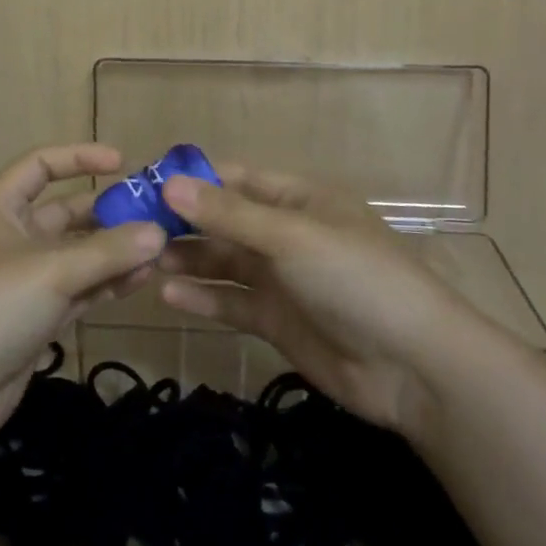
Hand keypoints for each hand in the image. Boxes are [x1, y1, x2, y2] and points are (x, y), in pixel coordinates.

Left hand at [0, 144, 166, 448]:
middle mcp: (10, 236)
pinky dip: (104, 284)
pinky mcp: (33, 318)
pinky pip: (76, 290)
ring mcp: (22, 280)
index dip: (79, 158)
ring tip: (159, 251)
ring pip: (75, 255)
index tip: (123, 163)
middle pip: (64, 213)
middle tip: (155, 215)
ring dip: (113, 252)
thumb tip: (158, 232)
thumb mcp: (51, 270)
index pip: (40, 165)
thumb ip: (108, 251)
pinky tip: (139, 281)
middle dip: (107, 213)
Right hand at [156, 164, 486, 441]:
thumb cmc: (356, 279)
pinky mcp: (277, 321)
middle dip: (183, 223)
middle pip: (224, 220)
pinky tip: (169, 296)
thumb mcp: (290, 237)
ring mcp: (282, 279)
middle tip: (132, 228)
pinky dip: (203, 297)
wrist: (414, 367)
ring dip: (188, 259)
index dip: (193, 179)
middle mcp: (286, 234)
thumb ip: (228, 214)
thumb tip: (168, 183)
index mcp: (298, 199)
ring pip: (224, 261)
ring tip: (144, 261)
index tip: (145, 184)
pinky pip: (232, 302)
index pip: (236, 179)